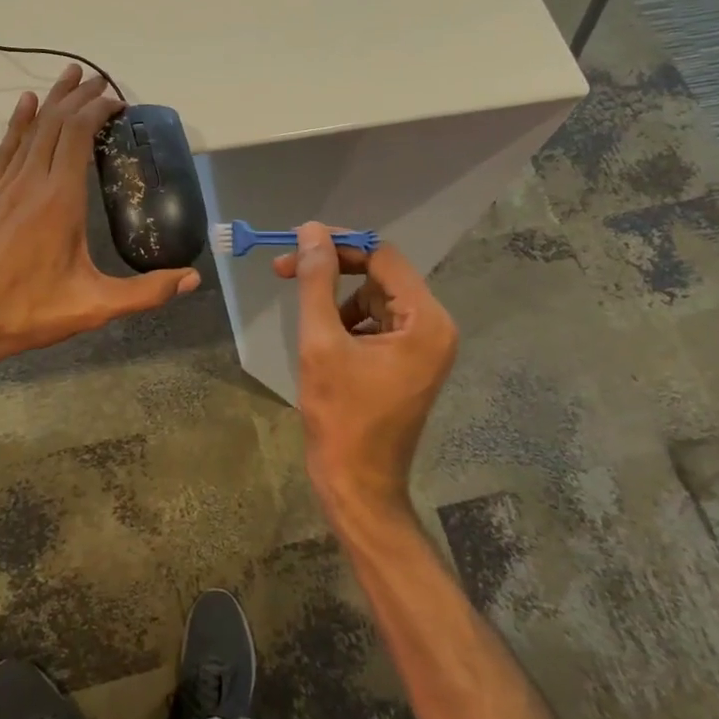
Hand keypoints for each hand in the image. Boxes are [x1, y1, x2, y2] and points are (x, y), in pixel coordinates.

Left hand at [0, 66, 199, 371]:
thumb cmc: (26, 314)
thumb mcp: (93, 307)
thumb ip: (146, 293)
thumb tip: (192, 279)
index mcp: (59, 201)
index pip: (79, 135)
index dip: (98, 110)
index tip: (118, 101)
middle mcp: (30, 183)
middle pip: (56, 124)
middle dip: (80, 97)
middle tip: (100, 81)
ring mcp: (1, 187)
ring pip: (30, 130)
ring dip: (52, 101)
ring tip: (69, 76)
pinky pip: (4, 149)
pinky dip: (18, 123)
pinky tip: (25, 105)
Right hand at [273, 223, 456, 521]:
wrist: (357, 485)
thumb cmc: (340, 417)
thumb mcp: (321, 343)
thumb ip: (315, 282)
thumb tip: (310, 232)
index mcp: (426, 321)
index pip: (382, 256)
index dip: (338, 244)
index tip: (296, 244)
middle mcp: (435, 327)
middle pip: (381, 275)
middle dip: (334, 271)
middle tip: (284, 269)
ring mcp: (425, 346)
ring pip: (375, 298)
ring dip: (338, 300)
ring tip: (310, 327)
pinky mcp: (410, 362)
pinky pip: (378, 323)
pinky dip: (348, 323)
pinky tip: (326, 344)